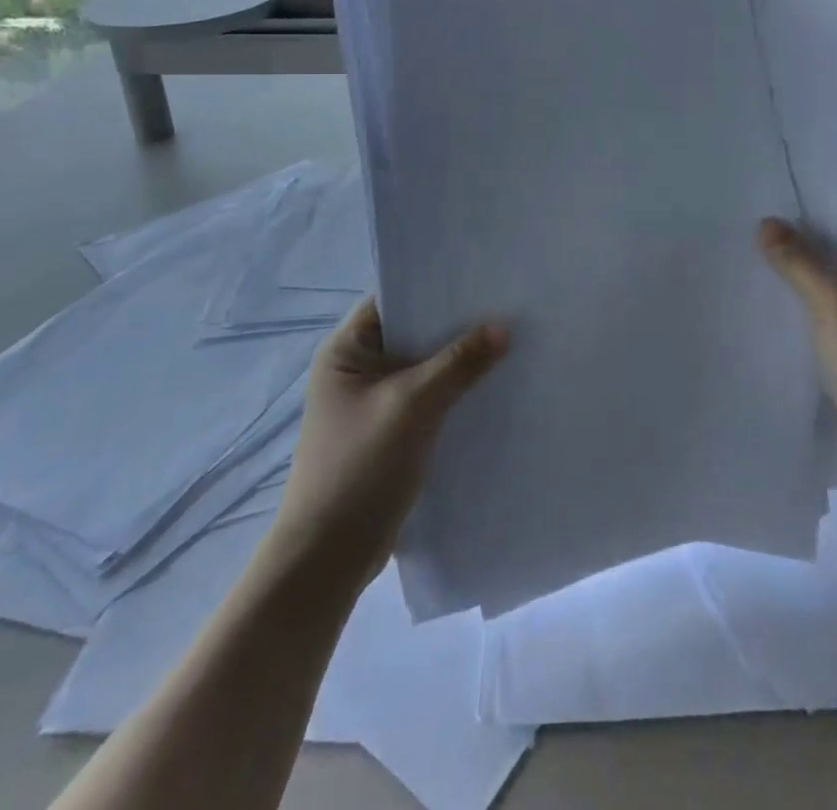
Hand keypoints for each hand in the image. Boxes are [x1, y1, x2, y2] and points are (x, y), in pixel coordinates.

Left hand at [272, 299, 507, 586]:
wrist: (327, 558)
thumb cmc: (361, 466)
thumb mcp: (414, 405)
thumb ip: (459, 362)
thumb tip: (503, 326)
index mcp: (346, 350)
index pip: (394, 299)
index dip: (435, 287)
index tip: (482, 278)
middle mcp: (356, 369)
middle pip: (412, 333)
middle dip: (455, 325)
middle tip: (506, 307)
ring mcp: (372, 403)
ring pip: (423, 367)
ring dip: (458, 361)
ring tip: (509, 343)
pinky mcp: (388, 432)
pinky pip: (426, 398)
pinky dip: (453, 392)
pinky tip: (490, 388)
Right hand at [759, 207, 836, 471]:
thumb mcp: (832, 303)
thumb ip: (799, 261)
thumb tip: (768, 223)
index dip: (803, 207)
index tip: (760, 204)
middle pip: (832, 248)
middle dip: (792, 241)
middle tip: (743, 234)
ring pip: (826, 282)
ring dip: (793, 275)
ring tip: (747, 266)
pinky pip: (824, 313)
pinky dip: (800, 307)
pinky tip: (768, 310)